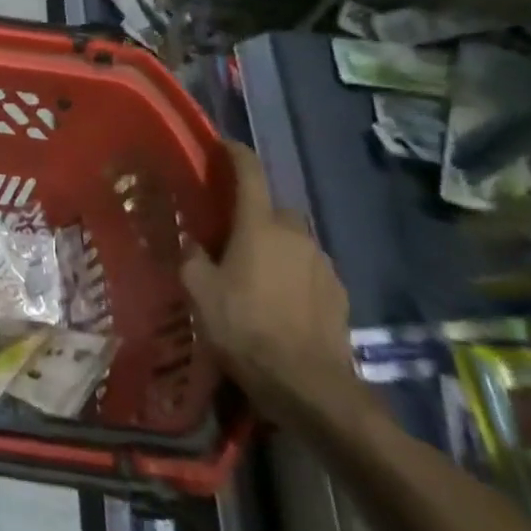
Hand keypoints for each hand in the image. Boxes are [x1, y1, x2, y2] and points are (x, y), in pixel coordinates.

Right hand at [181, 142, 369, 431]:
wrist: (307, 385)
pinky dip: (293, 273)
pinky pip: (310, 269)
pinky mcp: (339, 294)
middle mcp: (296, 236)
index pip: (250, 175)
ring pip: (295, 240)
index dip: (236, 155)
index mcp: (259, 227)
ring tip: (254, 271)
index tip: (223, 145)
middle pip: (276, 209)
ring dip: (276, 245)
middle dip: (256, 212)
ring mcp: (323, 265)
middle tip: (231, 231)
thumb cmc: (243, 327)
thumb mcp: (199, 290)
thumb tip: (191, 241)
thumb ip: (192, 257)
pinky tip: (278, 299)